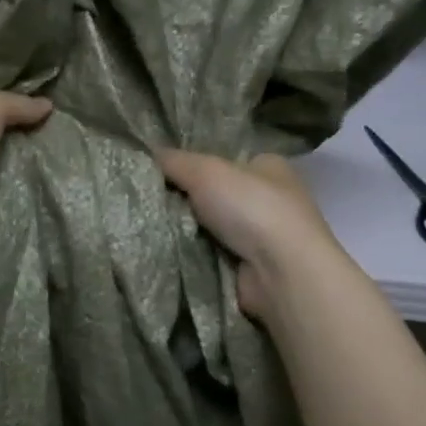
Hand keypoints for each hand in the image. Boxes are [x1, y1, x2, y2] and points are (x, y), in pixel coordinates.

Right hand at [156, 149, 343, 323]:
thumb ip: (174, 160)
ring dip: (183, 230)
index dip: (192, 164)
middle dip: (184, 200)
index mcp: (268, 167)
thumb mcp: (206, 171)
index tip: (157, 171)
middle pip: (212, 195)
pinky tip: (166, 252)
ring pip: (208, 228)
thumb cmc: (252, 208)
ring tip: (147, 226)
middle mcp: (268, 199)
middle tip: (147, 200)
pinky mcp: (249, 269)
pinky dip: (191, 255)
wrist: (281, 274)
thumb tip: (144, 151)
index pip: (223, 160)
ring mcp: (261, 237)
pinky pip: (209, 256)